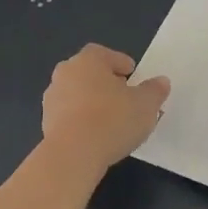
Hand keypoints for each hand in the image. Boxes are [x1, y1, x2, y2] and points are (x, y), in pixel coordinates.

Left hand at [40, 44, 170, 172]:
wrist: (73, 154)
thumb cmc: (112, 119)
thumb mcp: (146, 104)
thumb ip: (154, 90)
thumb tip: (161, 82)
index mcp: (88, 60)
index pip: (104, 54)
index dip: (120, 63)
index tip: (132, 75)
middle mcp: (65, 73)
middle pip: (88, 73)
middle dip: (105, 82)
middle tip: (124, 96)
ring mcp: (52, 99)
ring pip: (77, 95)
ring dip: (92, 103)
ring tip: (112, 120)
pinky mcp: (46, 123)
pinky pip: (70, 116)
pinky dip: (82, 121)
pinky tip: (97, 136)